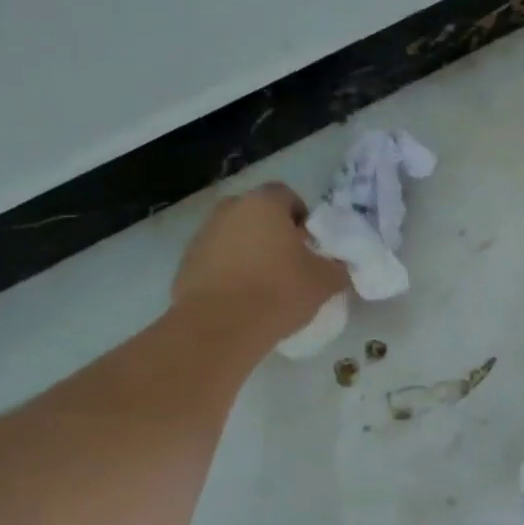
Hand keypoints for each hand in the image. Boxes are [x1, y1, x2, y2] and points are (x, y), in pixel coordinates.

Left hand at [171, 183, 347, 344]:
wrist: (219, 328)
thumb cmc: (278, 292)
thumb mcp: (324, 281)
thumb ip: (336, 266)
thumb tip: (338, 265)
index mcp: (263, 203)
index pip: (287, 195)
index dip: (302, 218)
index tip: (309, 246)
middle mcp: (229, 210)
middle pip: (257, 214)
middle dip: (273, 233)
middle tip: (289, 264)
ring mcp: (202, 235)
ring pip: (234, 236)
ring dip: (248, 252)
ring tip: (263, 285)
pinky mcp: (185, 263)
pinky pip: (215, 260)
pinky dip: (228, 272)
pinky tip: (239, 299)